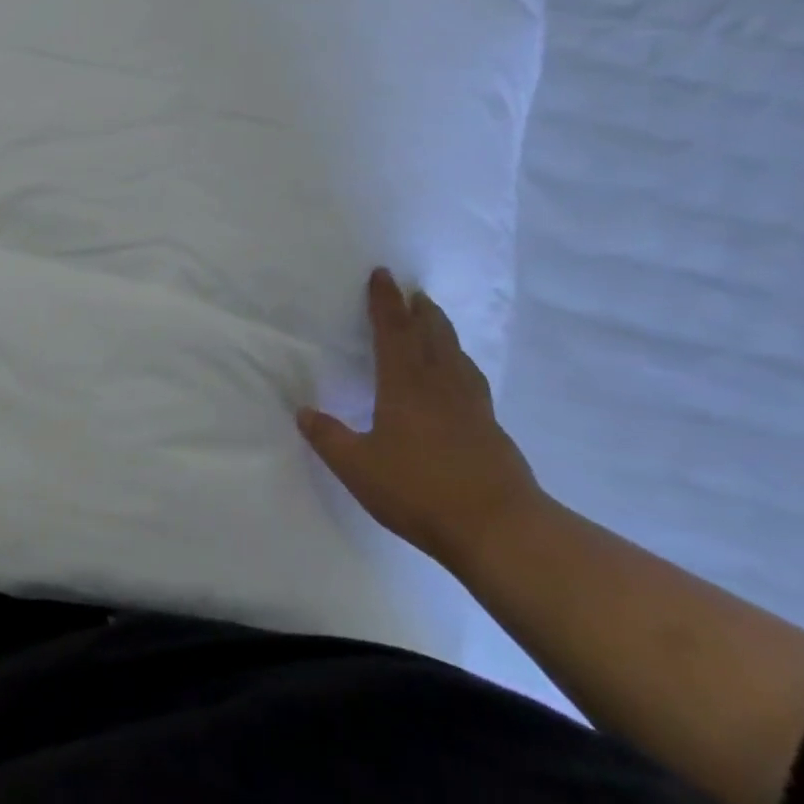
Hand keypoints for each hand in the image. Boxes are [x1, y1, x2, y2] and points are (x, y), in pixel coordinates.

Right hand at [297, 269, 543, 570]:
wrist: (500, 529)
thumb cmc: (419, 491)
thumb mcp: (357, 467)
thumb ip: (328, 437)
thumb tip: (303, 412)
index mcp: (404, 386)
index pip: (392, 332)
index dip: (384, 302)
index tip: (382, 275)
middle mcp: (440, 386)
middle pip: (431, 336)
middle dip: (419, 310)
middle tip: (412, 291)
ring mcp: (471, 407)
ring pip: (456, 356)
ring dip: (443, 332)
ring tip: (435, 321)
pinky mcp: (491, 430)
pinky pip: (471, 381)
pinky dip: (460, 364)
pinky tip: (460, 377)